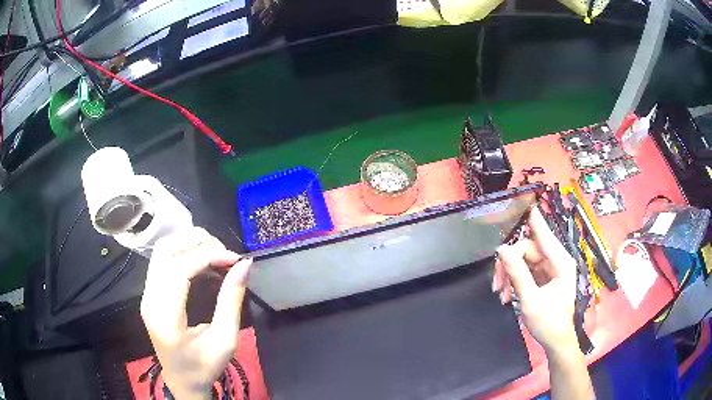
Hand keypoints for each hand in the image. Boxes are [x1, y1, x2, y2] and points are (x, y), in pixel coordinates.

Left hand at [140, 227, 251, 399]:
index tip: (235, 258)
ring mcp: (146, 293)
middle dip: (198, 242)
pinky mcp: (150, 291)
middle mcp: (150, 299)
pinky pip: (164, 259)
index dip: (207, 255)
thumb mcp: (225, 341)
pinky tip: (203, 261)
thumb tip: (245, 265)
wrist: (182, 380)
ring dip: (190, 243)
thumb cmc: (204, 367)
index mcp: (165, 316)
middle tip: (226, 254)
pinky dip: (184, 251)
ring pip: (163, 249)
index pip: (179, 269)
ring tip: (216, 254)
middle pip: (166, 250)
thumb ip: (231, 301)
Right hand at [492, 207, 577, 353]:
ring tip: (500, 293)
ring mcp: (550, 269)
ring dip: (509, 275)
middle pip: (527, 250)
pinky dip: (514, 281)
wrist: (556, 341)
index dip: (533, 218)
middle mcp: (556, 261)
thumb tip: (502, 249)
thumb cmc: (549, 322)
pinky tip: (505, 294)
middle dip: (509, 264)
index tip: (523, 201)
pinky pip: (525, 271)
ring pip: (523, 260)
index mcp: (560, 262)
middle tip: (496, 283)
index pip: (543, 234)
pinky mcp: (544, 277)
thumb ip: (517, 273)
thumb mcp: (530, 299)